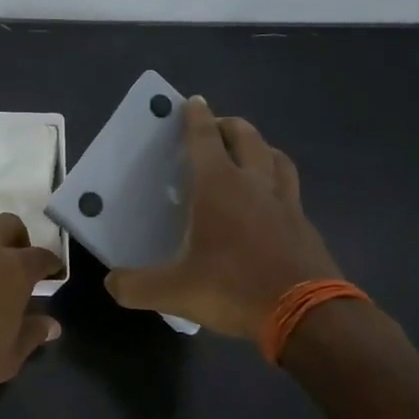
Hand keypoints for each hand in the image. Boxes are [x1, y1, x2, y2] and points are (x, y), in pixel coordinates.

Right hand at [105, 97, 342, 339]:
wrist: (307, 316)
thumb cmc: (233, 288)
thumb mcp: (172, 292)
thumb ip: (135, 286)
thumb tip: (111, 282)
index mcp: (218, 188)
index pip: (204, 140)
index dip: (196, 118)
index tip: (193, 101)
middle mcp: (254, 185)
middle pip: (247, 138)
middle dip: (230, 126)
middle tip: (217, 126)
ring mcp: (286, 204)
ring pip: (277, 159)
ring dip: (261, 148)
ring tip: (249, 154)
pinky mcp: (305, 227)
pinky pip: (291, 192)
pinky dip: (277, 184)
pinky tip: (269, 204)